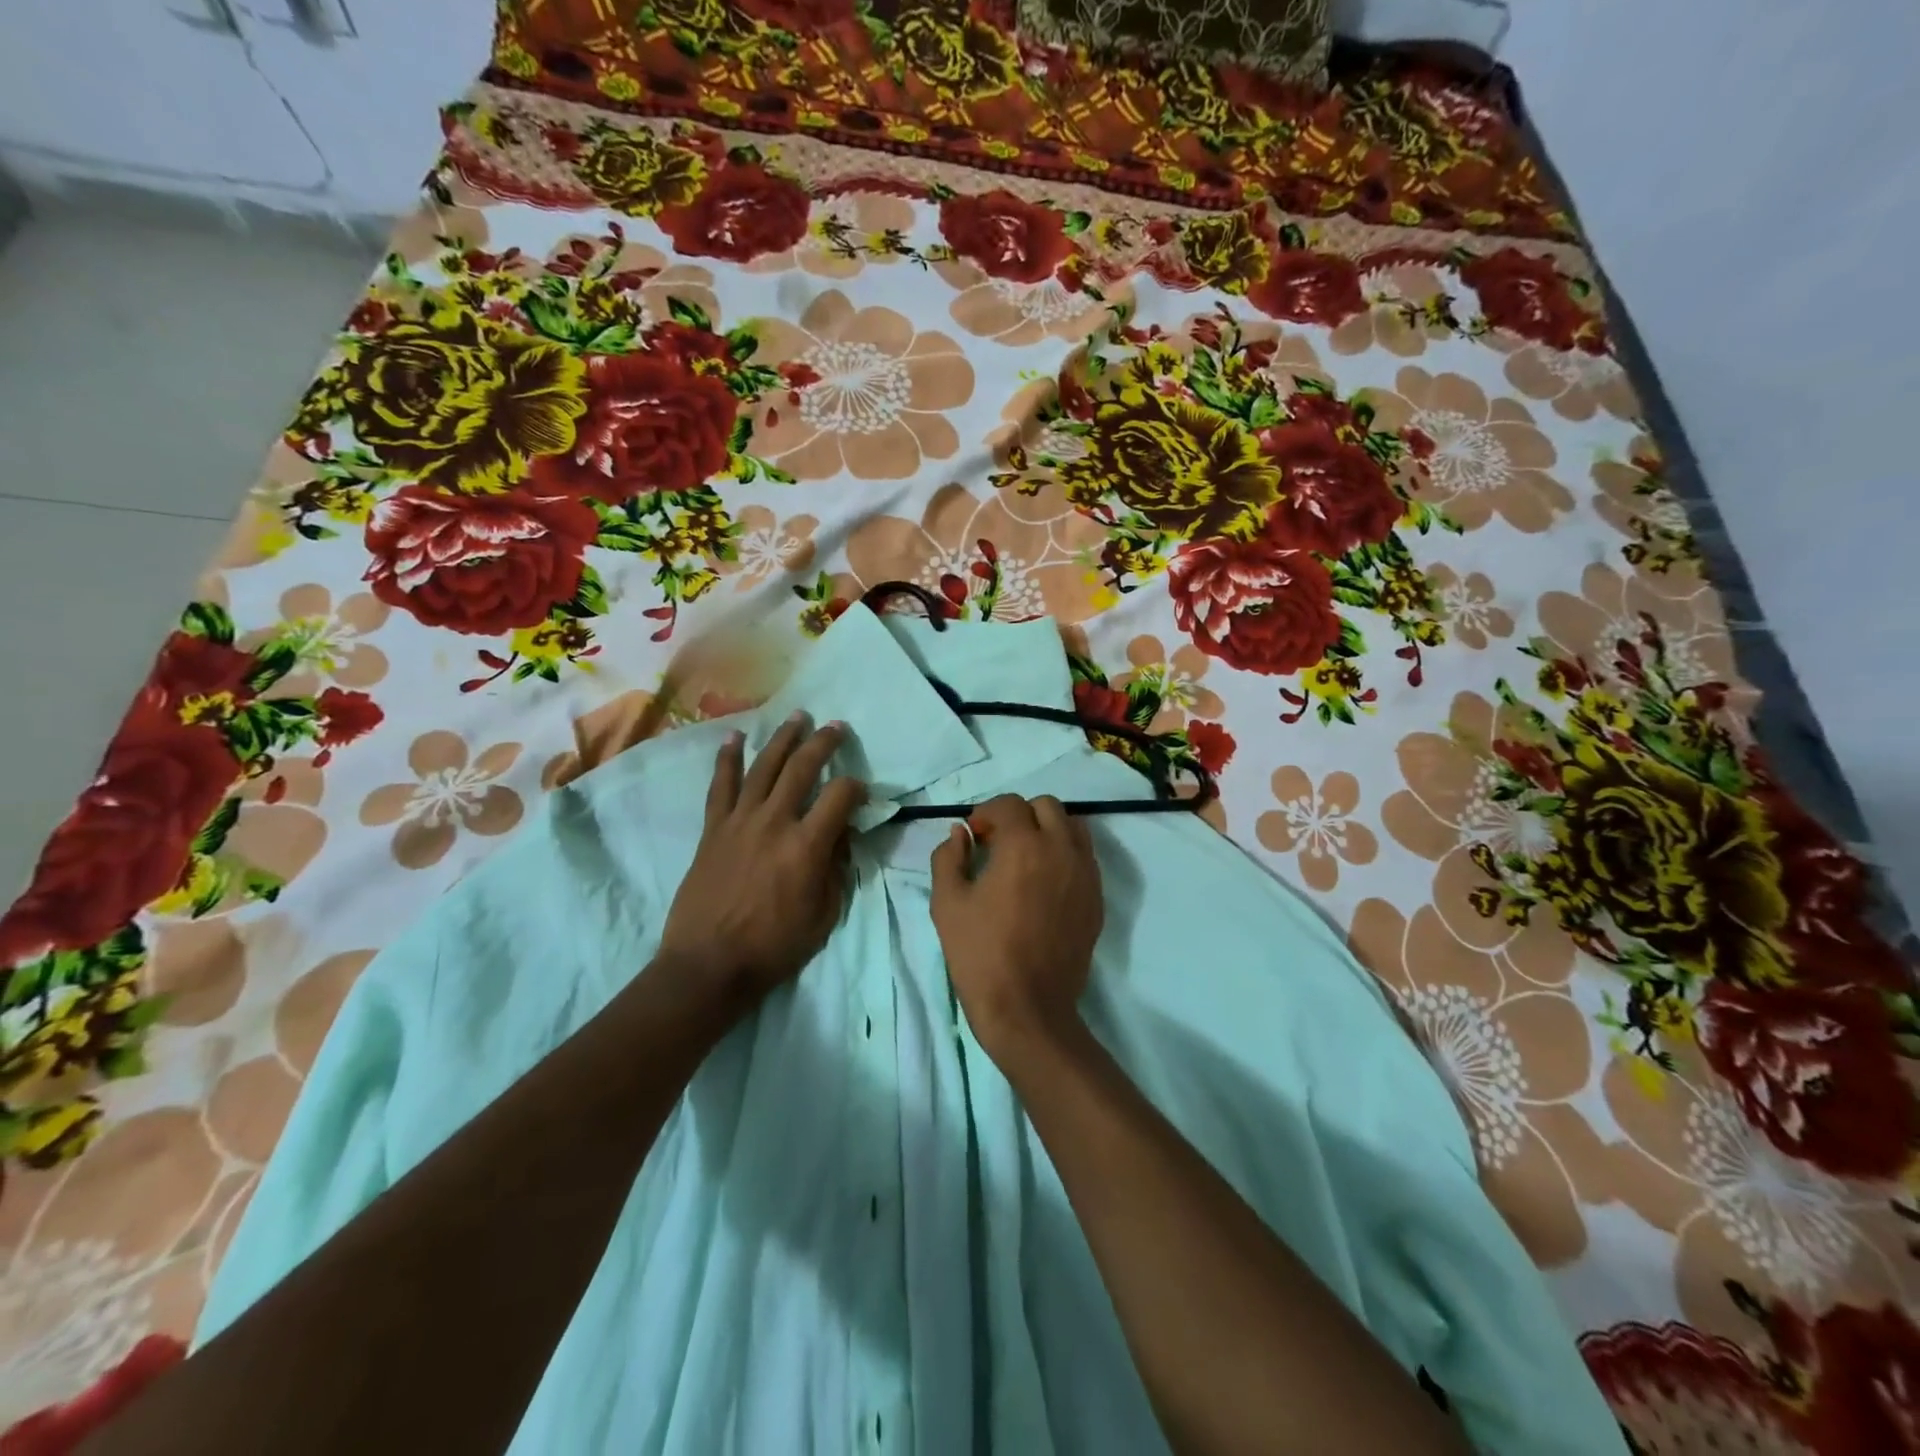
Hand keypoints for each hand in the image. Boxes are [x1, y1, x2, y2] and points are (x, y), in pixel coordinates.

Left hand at [657, 714, 865, 1004]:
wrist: (709, 963)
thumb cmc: (774, 946)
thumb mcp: (824, 915)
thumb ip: (836, 870)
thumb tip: (839, 838)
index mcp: (807, 845)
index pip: (841, 796)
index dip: (857, 787)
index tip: (861, 791)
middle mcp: (775, 822)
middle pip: (802, 768)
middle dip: (823, 743)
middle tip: (835, 726)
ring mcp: (740, 822)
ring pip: (764, 767)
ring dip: (782, 739)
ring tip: (796, 717)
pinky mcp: (714, 829)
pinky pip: (721, 786)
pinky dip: (727, 760)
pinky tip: (734, 738)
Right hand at [929, 794, 1103, 1064]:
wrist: (1028, 1009)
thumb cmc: (980, 954)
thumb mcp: (947, 903)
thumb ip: (949, 857)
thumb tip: (960, 834)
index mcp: (1024, 846)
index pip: (1009, 804)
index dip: (987, 813)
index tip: (974, 836)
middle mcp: (1062, 850)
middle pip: (1047, 807)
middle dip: (1020, 815)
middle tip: (998, 843)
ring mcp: (1085, 874)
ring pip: (1073, 827)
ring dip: (1048, 830)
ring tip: (1025, 858)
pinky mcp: (1096, 898)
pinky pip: (1085, 858)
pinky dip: (1065, 855)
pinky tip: (1044, 883)